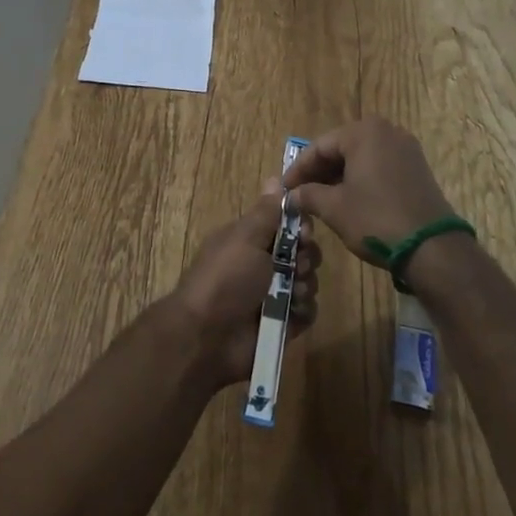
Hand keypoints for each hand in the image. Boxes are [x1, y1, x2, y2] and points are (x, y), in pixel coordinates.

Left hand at [167, 182, 321, 386]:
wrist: (207, 336)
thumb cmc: (224, 278)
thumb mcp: (244, 237)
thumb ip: (266, 212)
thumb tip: (276, 178)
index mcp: (251, 241)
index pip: (287, 225)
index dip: (300, 227)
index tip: (303, 233)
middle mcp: (264, 266)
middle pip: (302, 253)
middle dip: (306, 257)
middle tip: (296, 265)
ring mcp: (274, 296)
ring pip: (308, 281)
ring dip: (305, 284)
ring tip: (291, 293)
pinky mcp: (284, 325)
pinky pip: (307, 311)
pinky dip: (304, 309)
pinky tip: (293, 312)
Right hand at [283, 118, 456, 263]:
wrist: (432, 247)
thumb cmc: (376, 219)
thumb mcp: (335, 208)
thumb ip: (308, 195)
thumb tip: (292, 195)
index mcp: (364, 132)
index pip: (320, 146)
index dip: (298, 169)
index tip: (284, 189)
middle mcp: (386, 131)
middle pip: (341, 148)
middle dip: (319, 172)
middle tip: (300, 194)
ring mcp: (405, 148)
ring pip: (361, 157)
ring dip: (339, 176)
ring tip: (320, 198)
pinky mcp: (417, 167)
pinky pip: (379, 166)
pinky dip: (361, 179)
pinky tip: (348, 199)